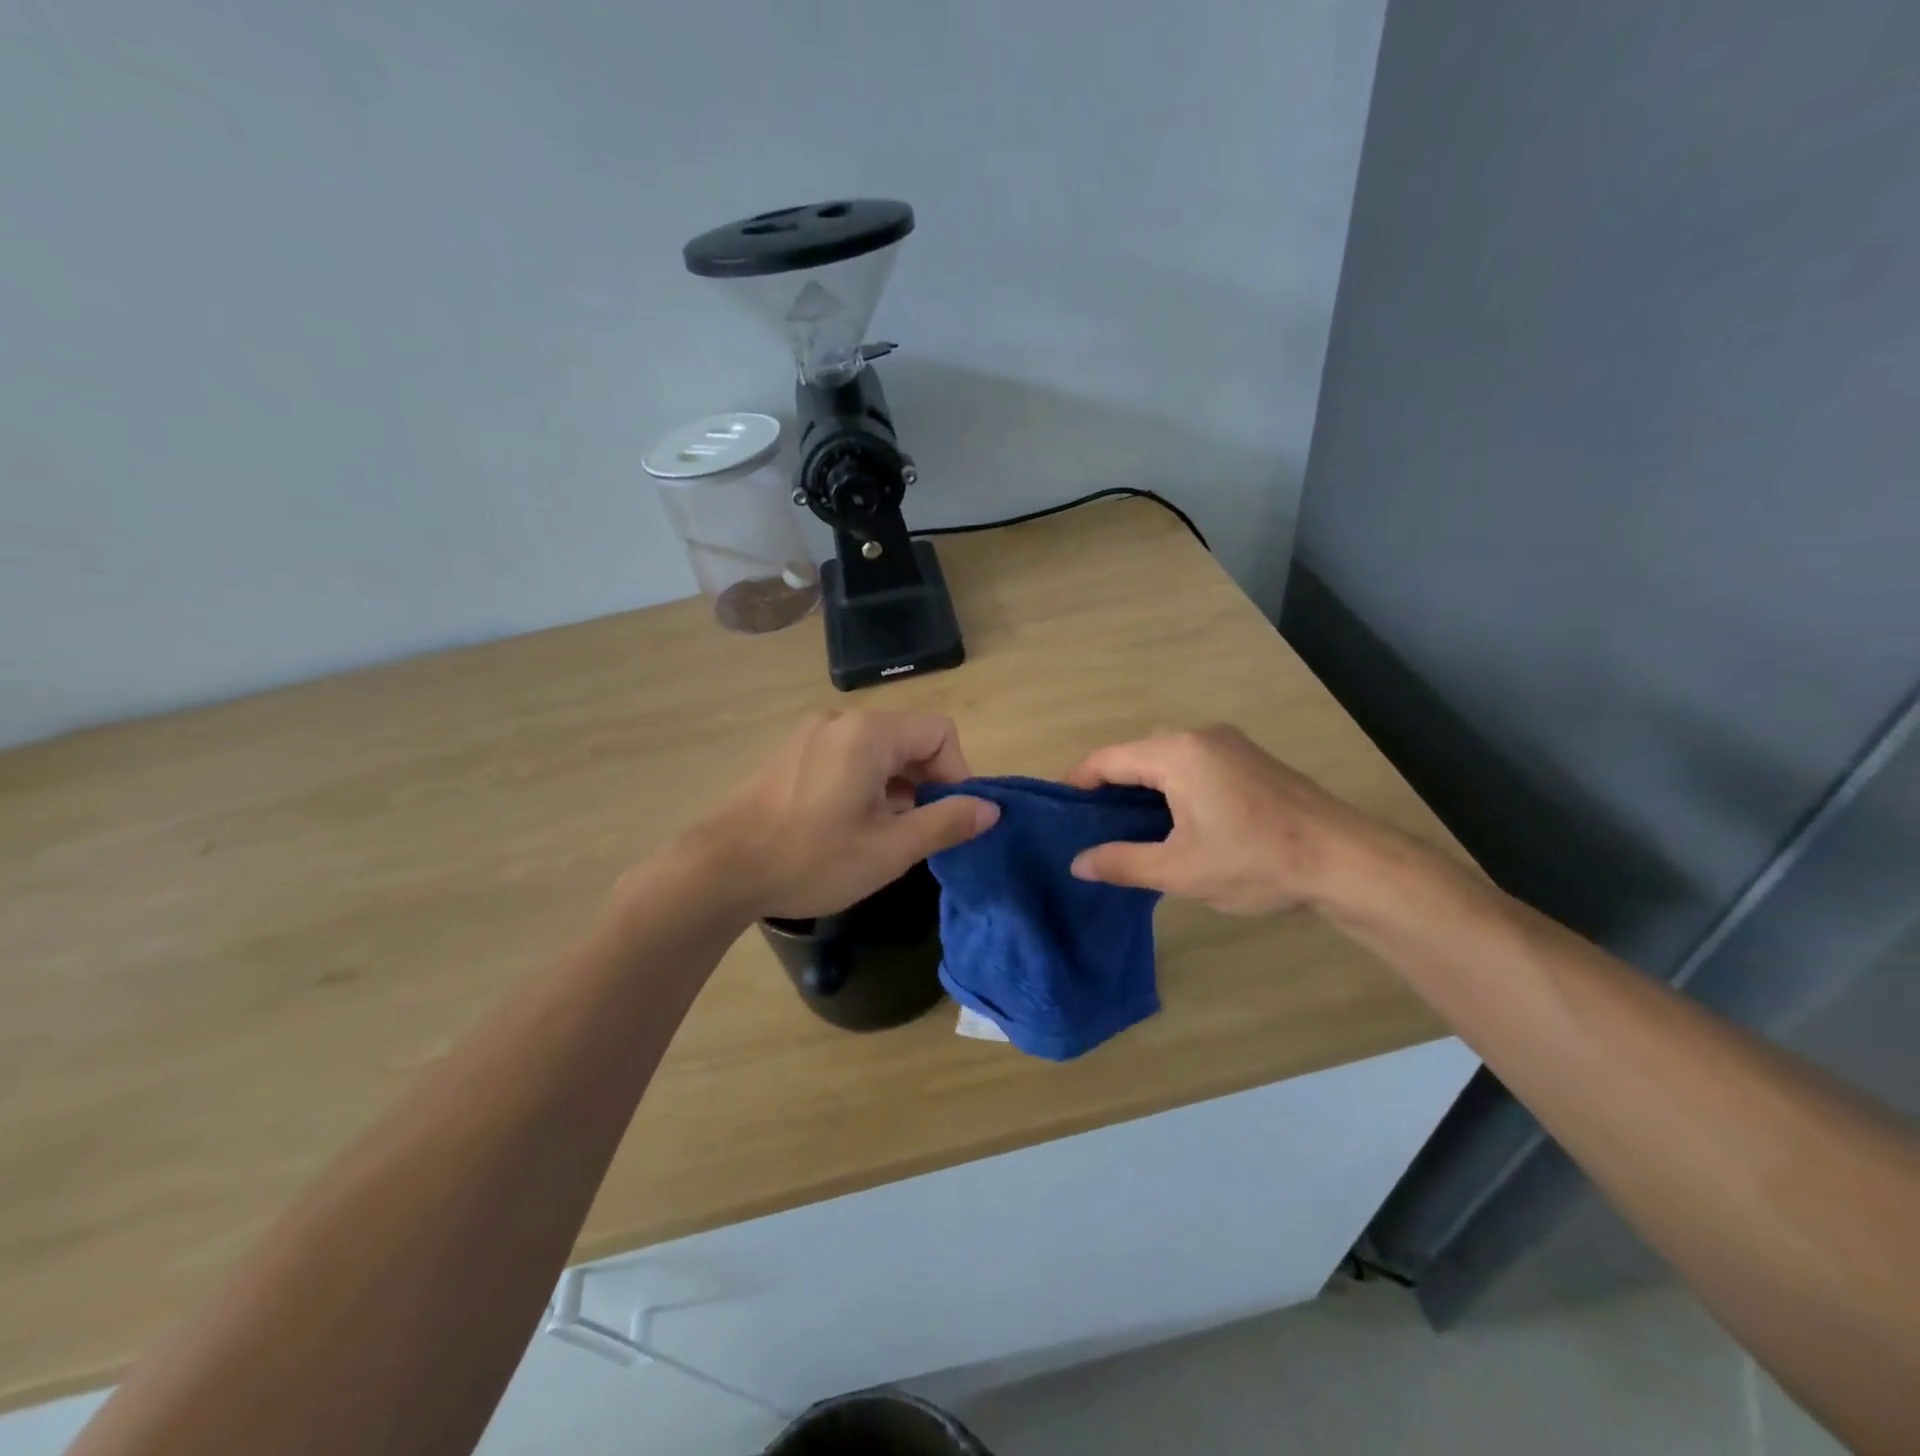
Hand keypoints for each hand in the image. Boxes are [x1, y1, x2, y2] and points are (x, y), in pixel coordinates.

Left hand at [686, 711, 998, 919]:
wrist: (720, 869)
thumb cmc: (812, 858)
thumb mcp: (890, 848)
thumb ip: (946, 822)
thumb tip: (991, 808)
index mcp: (869, 733)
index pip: (939, 731)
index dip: (957, 772)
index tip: (948, 817)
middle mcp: (841, 721)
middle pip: (908, 738)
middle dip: (926, 781)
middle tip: (917, 832)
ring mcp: (811, 734)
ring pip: (877, 750)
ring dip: (895, 786)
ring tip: (882, 834)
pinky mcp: (791, 753)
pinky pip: (846, 757)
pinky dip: (864, 784)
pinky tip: (849, 825)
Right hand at [1065, 725, 1406, 915]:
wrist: (1346, 860)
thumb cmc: (1255, 861)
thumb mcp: (1181, 871)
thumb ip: (1123, 862)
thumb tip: (1078, 863)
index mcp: (1176, 754)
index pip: (1107, 760)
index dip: (1078, 782)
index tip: (1060, 810)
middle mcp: (1199, 736)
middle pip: (1136, 754)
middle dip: (1110, 787)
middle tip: (1093, 826)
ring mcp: (1230, 744)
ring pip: (1167, 758)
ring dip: (1143, 787)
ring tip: (1129, 828)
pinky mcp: (1251, 759)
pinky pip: (1194, 763)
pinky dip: (1173, 785)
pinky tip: (1176, 820)